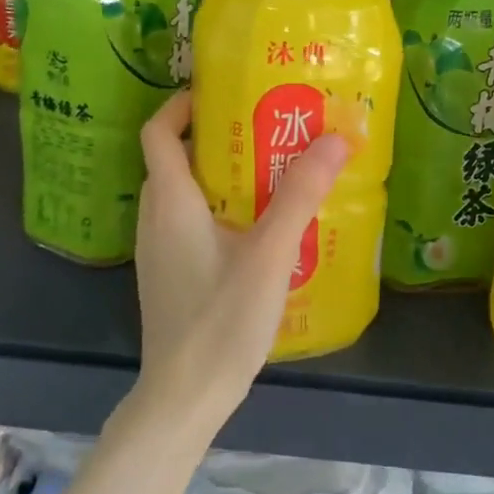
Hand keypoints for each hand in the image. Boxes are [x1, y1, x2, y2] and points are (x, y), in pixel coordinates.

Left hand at [133, 91, 350, 431]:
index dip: (183, 105)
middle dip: (217, 136)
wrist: (184, 398)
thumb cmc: (221, 320)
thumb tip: (337, 137)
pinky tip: (261, 227)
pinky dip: (220, 207)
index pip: (158, 132)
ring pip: (185, 192)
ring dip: (221, 174)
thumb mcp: (269, 253)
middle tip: (267, 129)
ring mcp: (160, 249)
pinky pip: (190, 221)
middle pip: (175, 157)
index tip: (225, 94)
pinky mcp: (171, 273)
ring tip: (272, 171)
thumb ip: (301, 195)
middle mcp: (156, 218)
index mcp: (171, 202)